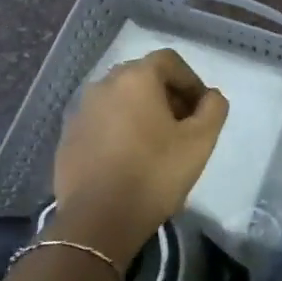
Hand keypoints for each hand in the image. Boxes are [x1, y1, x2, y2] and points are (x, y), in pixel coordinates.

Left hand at [53, 49, 228, 260]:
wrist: (98, 219)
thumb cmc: (155, 173)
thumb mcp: (200, 141)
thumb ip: (213, 109)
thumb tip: (210, 96)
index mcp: (135, 78)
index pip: (169, 61)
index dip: (190, 80)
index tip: (201, 109)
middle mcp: (103, 84)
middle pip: (142, 77)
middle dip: (166, 95)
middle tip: (183, 125)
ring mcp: (81, 111)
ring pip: (119, 100)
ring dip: (141, 112)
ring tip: (156, 144)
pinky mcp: (68, 138)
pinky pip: (101, 123)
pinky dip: (118, 130)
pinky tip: (128, 159)